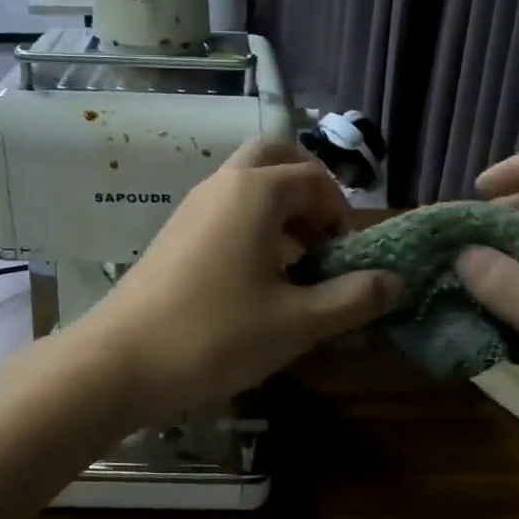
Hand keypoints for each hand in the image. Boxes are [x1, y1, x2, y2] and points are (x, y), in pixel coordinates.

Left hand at [79, 139, 400, 416]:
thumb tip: (397, 281)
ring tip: (296, 261)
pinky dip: (250, 224)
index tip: (348, 256)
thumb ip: (352, 298)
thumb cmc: (216, 336)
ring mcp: (191, 207)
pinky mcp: (173, 233)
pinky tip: (256, 277)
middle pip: (274, 157)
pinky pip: (224, 209)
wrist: (120, 361)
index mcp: (255, 192)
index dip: (341, 212)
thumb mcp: (297, 323)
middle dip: (308, 187)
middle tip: (323, 235)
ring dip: (279, 207)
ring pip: (246, 183)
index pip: (314, 179)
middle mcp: (222, 185)